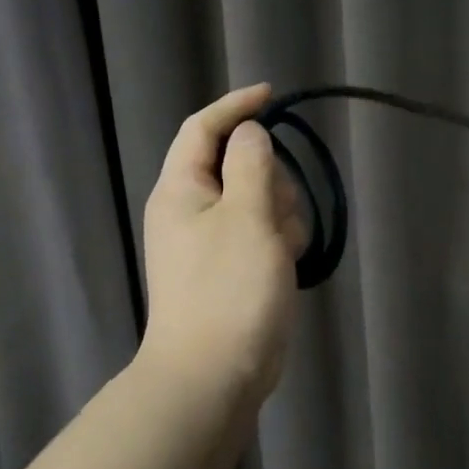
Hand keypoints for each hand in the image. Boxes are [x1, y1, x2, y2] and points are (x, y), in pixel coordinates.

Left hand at [138, 84, 308, 404]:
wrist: (215, 372)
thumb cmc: (228, 289)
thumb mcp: (246, 216)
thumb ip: (251, 163)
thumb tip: (250, 133)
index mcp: (181, 189)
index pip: (203, 129)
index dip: (236, 107)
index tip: (273, 95)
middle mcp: (193, 210)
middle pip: (241, 164)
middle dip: (270, 178)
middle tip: (276, 210)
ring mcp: (214, 241)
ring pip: (261, 201)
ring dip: (281, 214)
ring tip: (281, 250)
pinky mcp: (235, 268)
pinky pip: (265, 234)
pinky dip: (280, 241)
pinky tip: (286, 265)